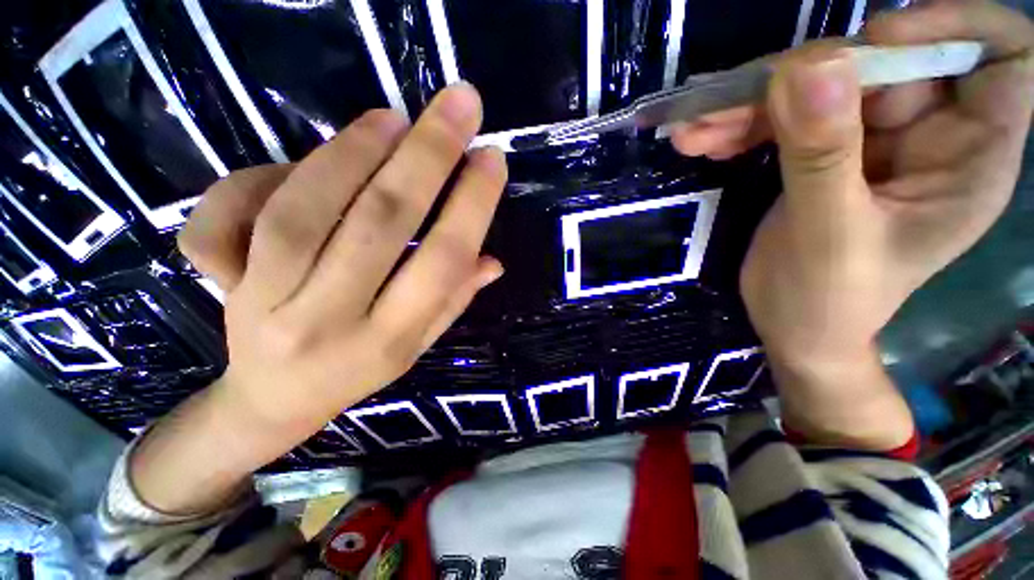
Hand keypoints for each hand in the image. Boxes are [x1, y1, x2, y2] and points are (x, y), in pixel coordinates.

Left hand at [132, 84, 506, 512]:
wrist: (273, 401)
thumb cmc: (358, 370)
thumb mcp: (417, 344)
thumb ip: (454, 299)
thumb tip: (493, 260)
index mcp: (390, 340)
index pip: (443, 262)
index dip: (472, 205)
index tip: (491, 158)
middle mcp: (330, 320)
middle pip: (382, 223)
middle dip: (427, 156)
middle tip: (458, 105)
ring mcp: (264, 300)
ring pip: (305, 208)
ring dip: (354, 152)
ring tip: (393, 119)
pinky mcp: (219, 281)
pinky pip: (229, 212)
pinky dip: (266, 173)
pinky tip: (306, 162)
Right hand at [671, 0, 1033, 448]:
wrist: (796, 326)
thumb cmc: (826, 303)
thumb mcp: (831, 231)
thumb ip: (822, 146)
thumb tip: (807, 65)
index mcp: (967, 156)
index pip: (996, 53)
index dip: (947, 25)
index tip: (876, 38)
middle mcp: (927, 134)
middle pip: (879, 68)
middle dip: (805, 78)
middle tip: (736, 105)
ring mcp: (869, 140)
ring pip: (818, 91)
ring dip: (755, 104)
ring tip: (700, 131)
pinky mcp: (820, 153)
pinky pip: (786, 116)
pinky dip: (744, 123)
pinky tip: (704, 140)